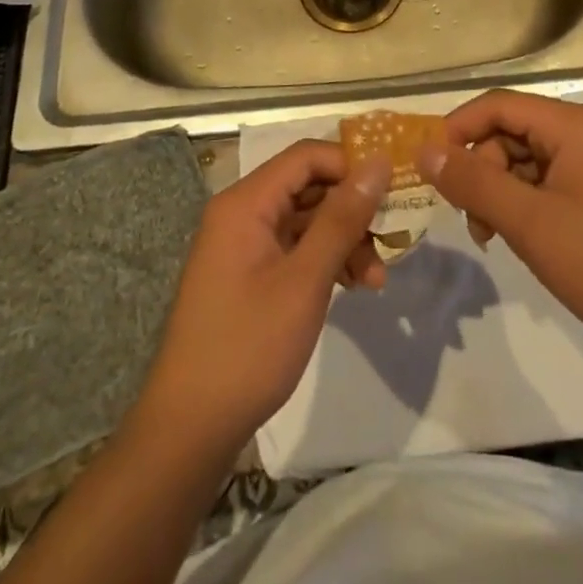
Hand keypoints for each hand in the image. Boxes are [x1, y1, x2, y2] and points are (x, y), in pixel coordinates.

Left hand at [137, 142, 389, 451]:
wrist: (191, 427)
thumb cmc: (249, 346)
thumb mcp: (305, 280)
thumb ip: (343, 218)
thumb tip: (378, 163)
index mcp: (246, 203)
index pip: (307, 156)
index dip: (351, 165)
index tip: (392, 192)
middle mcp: (242, 213)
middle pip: (309, 186)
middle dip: (353, 210)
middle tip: (391, 240)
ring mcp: (244, 244)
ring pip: (307, 219)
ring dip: (345, 240)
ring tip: (375, 280)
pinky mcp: (250, 273)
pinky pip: (296, 247)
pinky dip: (326, 260)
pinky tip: (354, 287)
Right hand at [419, 91, 582, 378]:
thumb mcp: (529, 222)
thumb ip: (473, 182)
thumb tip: (424, 151)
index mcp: (576, 124)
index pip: (500, 105)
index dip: (458, 129)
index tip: (430, 169)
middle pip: (513, 132)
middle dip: (482, 170)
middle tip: (471, 220)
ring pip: (528, 159)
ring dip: (501, 191)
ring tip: (492, 237)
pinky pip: (550, 180)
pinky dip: (525, 203)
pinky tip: (519, 237)